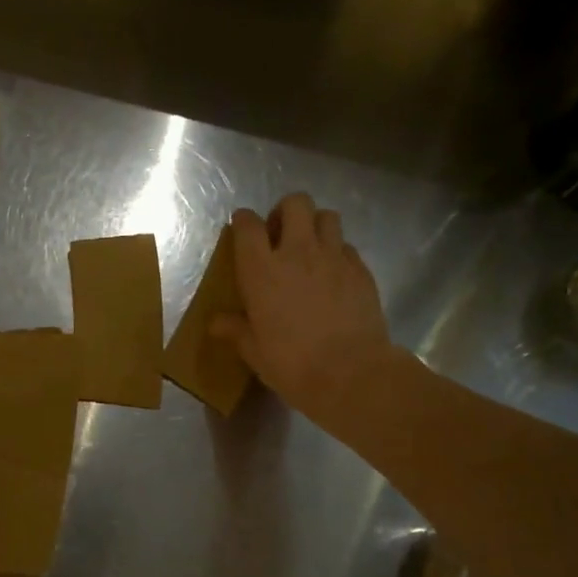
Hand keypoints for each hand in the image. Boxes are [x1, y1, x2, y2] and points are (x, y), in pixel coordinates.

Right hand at [212, 194, 399, 424]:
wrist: (350, 373)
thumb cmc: (291, 363)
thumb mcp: (254, 351)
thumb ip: (235, 330)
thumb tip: (216, 323)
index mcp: (261, 270)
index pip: (248, 225)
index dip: (243, 221)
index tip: (241, 229)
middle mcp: (298, 253)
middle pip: (295, 203)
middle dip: (285, 212)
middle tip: (280, 236)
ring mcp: (334, 257)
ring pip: (327, 216)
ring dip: (315, 225)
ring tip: (310, 249)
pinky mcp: (361, 270)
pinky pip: (347, 246)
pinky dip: (337, 252)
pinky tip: (333, 275)